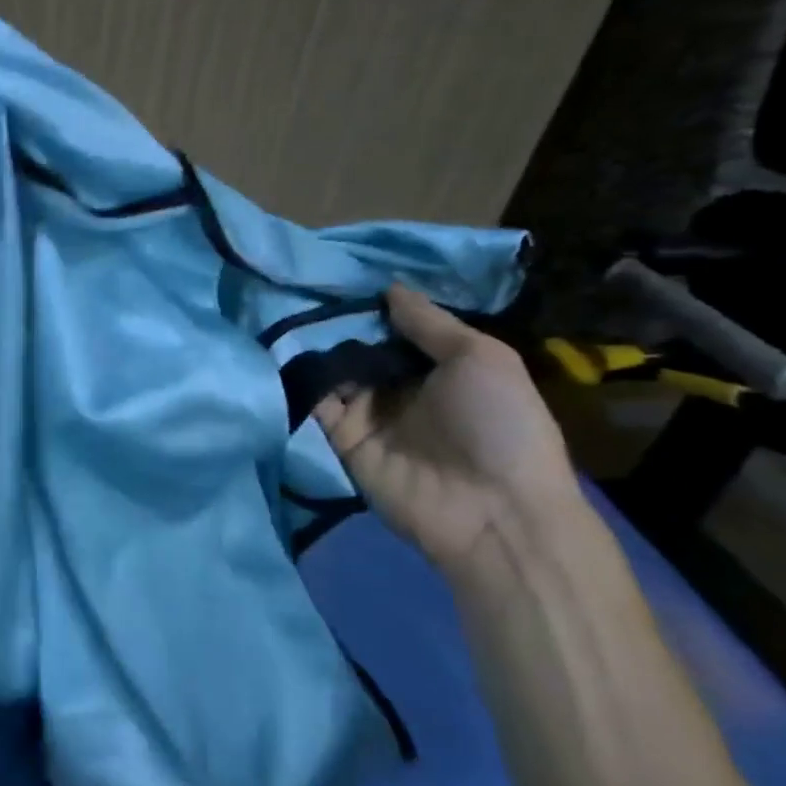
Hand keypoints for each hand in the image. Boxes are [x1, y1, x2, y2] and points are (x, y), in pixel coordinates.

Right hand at [315, 285, 581, 575]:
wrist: (492, 512)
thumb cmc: (499, 424)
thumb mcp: (481, 357)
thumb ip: (429, 322)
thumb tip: (388, 288)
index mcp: (442, 368)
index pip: (399, 329)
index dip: (376, 305)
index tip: (342, 273)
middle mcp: (402, 388)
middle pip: (362, 347)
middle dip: (339, 321)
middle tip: (306, 285)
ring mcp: (370, 414)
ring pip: (336, 370)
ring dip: (317, 345)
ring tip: (287, 307)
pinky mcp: (342, 439)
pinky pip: (318, 402)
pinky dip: (302, 378)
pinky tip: (286, 347)